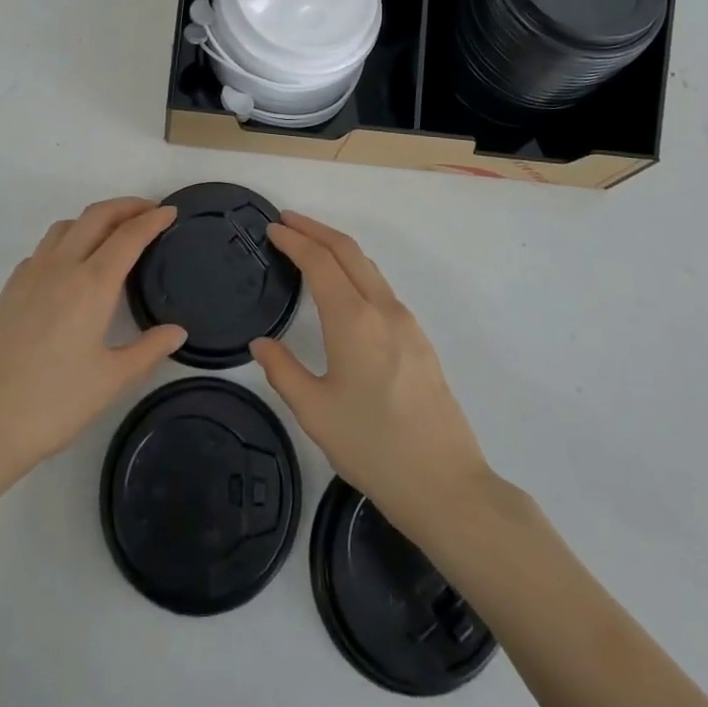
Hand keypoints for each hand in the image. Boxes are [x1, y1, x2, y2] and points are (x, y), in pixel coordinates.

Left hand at [0, 198, 186, 487]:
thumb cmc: (51, 405)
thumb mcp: (110, 382)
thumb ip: (148, 350)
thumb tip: (178, 331)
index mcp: (91, 284)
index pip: (129, 236)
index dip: (153, 219)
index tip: (171, 211)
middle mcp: (61, 267)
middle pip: (97, 216)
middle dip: (126, 206)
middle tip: (149, 211)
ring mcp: (30, 275)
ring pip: (67, 226)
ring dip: (94, 219)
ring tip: (113, 234)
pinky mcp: (9, 290)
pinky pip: (44, 248)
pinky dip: (67, 240)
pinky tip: (71, 267)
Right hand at [250, 212, 492, 535]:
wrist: (446, 485)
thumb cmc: (374, 448)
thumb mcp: (316, 414)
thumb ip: (283, 371)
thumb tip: (261, 343)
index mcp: (354, 320)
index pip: (319, 262)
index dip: (294, 240)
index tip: (272, 229)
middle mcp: (382, 309)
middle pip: (347, 250)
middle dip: (315, 229)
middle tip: (286, 222)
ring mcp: (406, 321)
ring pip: (368, 266)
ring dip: (337, 247)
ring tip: (310, 246)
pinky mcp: (419, 338)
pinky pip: (381, 287)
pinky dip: (355, 270)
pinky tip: (343, 287)